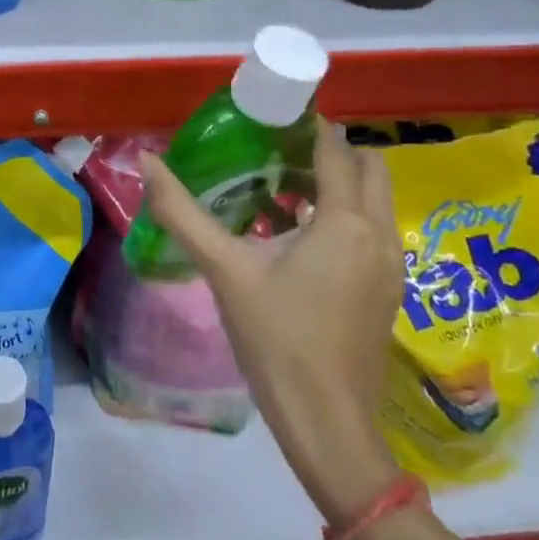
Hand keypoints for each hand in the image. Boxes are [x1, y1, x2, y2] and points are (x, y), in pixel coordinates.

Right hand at [139, 121, 403, 522]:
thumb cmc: (277, 339)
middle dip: (330, 149)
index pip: (335, 149)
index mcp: (345, 221)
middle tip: (279, 150)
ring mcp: (391, 264)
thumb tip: (146, 161)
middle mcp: (379, 233)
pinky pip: (373, 228)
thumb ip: (183, 212)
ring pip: (374, 199)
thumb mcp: (224, 269)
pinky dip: (346, 213)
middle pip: (369, 166)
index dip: (309, 125)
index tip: (273, 114)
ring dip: (339, 182)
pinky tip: (300, 236)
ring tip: (284, 187)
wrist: (328, 425)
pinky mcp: (389, 290)